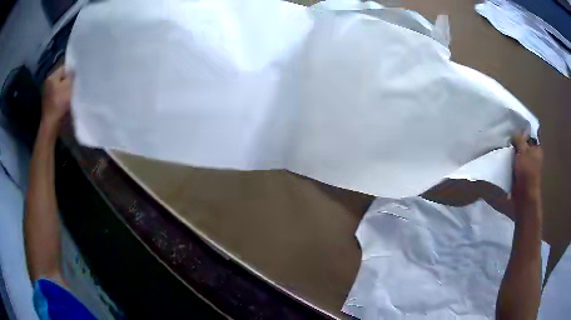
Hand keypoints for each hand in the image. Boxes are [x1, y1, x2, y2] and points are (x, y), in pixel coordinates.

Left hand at [42, 66, 71, 126]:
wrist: (51, 125)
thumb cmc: (59, 104)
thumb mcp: (68, 86)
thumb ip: (71, 76)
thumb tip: (72, 72)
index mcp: (51, 77)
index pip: (64, 69)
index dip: (71, 73)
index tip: (76, 79)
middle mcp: (47, 83)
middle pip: (60, 78)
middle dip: (67, 82)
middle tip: (73, 87)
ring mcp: (46, 94)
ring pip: (58, 87)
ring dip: (64, 90)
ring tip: (69, 95)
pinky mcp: (47, 103)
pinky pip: (56, 96)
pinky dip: (60, 97)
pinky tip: (64, 102)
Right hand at [511, 133, 542, 205]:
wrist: (524, 195)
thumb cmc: (527, 171)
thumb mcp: (523, 150)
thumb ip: (519, 139)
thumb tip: (514, 132)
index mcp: (537, 149)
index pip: (529, 136)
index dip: (522, 132)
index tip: (513, 131)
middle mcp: (534, 156)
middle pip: (524, 145)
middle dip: (516, 144)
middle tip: (508, 141)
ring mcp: (528, 167)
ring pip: (519, 155)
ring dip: (513, 154)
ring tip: (505, 150)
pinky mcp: (521, 175)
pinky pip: (515, 164)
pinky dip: (511, 162)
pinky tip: (506, 160)